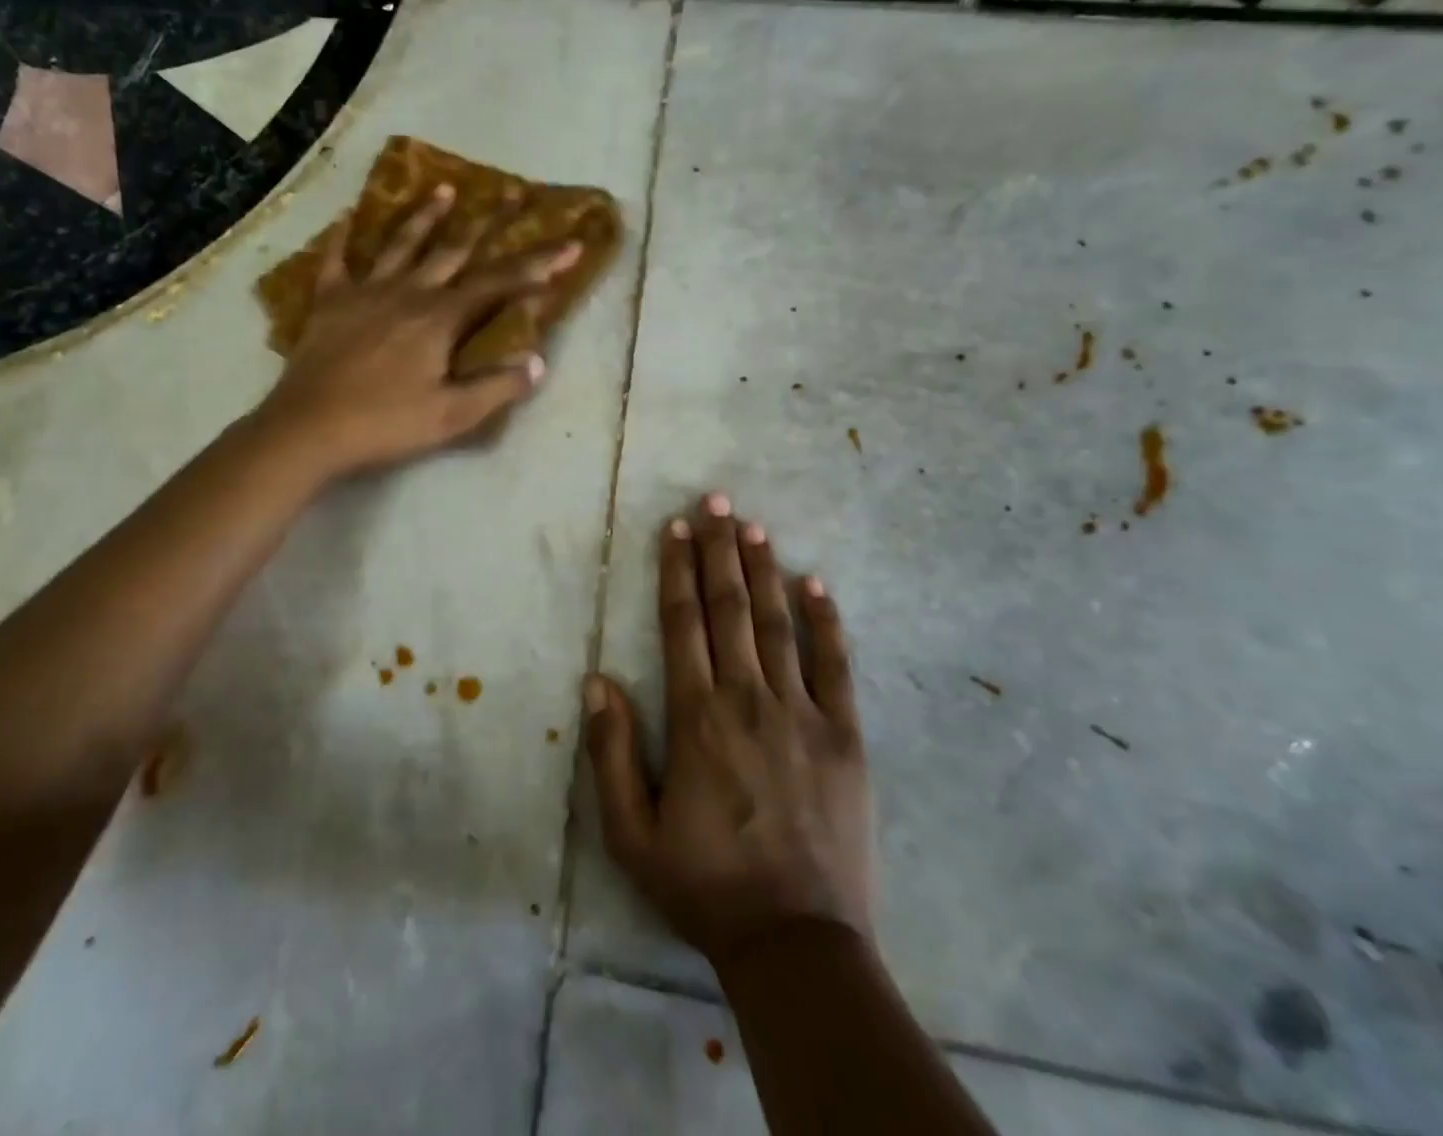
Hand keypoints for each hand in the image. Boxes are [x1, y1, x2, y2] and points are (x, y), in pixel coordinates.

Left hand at [259, 185, 580, 477]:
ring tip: (445, 189)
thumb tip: (538, 362)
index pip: (499, 284)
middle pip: (454, 250)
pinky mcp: (329, 302)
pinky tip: (347, 216)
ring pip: (401, 245)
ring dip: (425, 216)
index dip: (538, 265)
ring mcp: (365, 292)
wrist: (309, 428)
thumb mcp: (451, 416)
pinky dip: (342, 237)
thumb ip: (497, 388)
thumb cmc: (385, 423)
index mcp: (440, 319)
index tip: (570, 244)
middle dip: (489, 222)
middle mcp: (408, 292)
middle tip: (512, 191)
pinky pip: (336, 261)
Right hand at [583, 494, 872, 968]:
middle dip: (719, 549)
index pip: (682, 623)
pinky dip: (825, 620)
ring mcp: (802, 712)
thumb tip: (597, 681)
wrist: (797, 942)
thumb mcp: (631, 833)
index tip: (676, 527)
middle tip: (715, 500)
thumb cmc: (705, 884)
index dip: (677, 570)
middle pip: (730, 608)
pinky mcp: (844, 734)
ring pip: (778, 623)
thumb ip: (612, 752)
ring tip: (753, 525)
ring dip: (763, 569)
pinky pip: (835, 664)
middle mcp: (748, 699)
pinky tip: (816, 583)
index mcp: (697, 717)